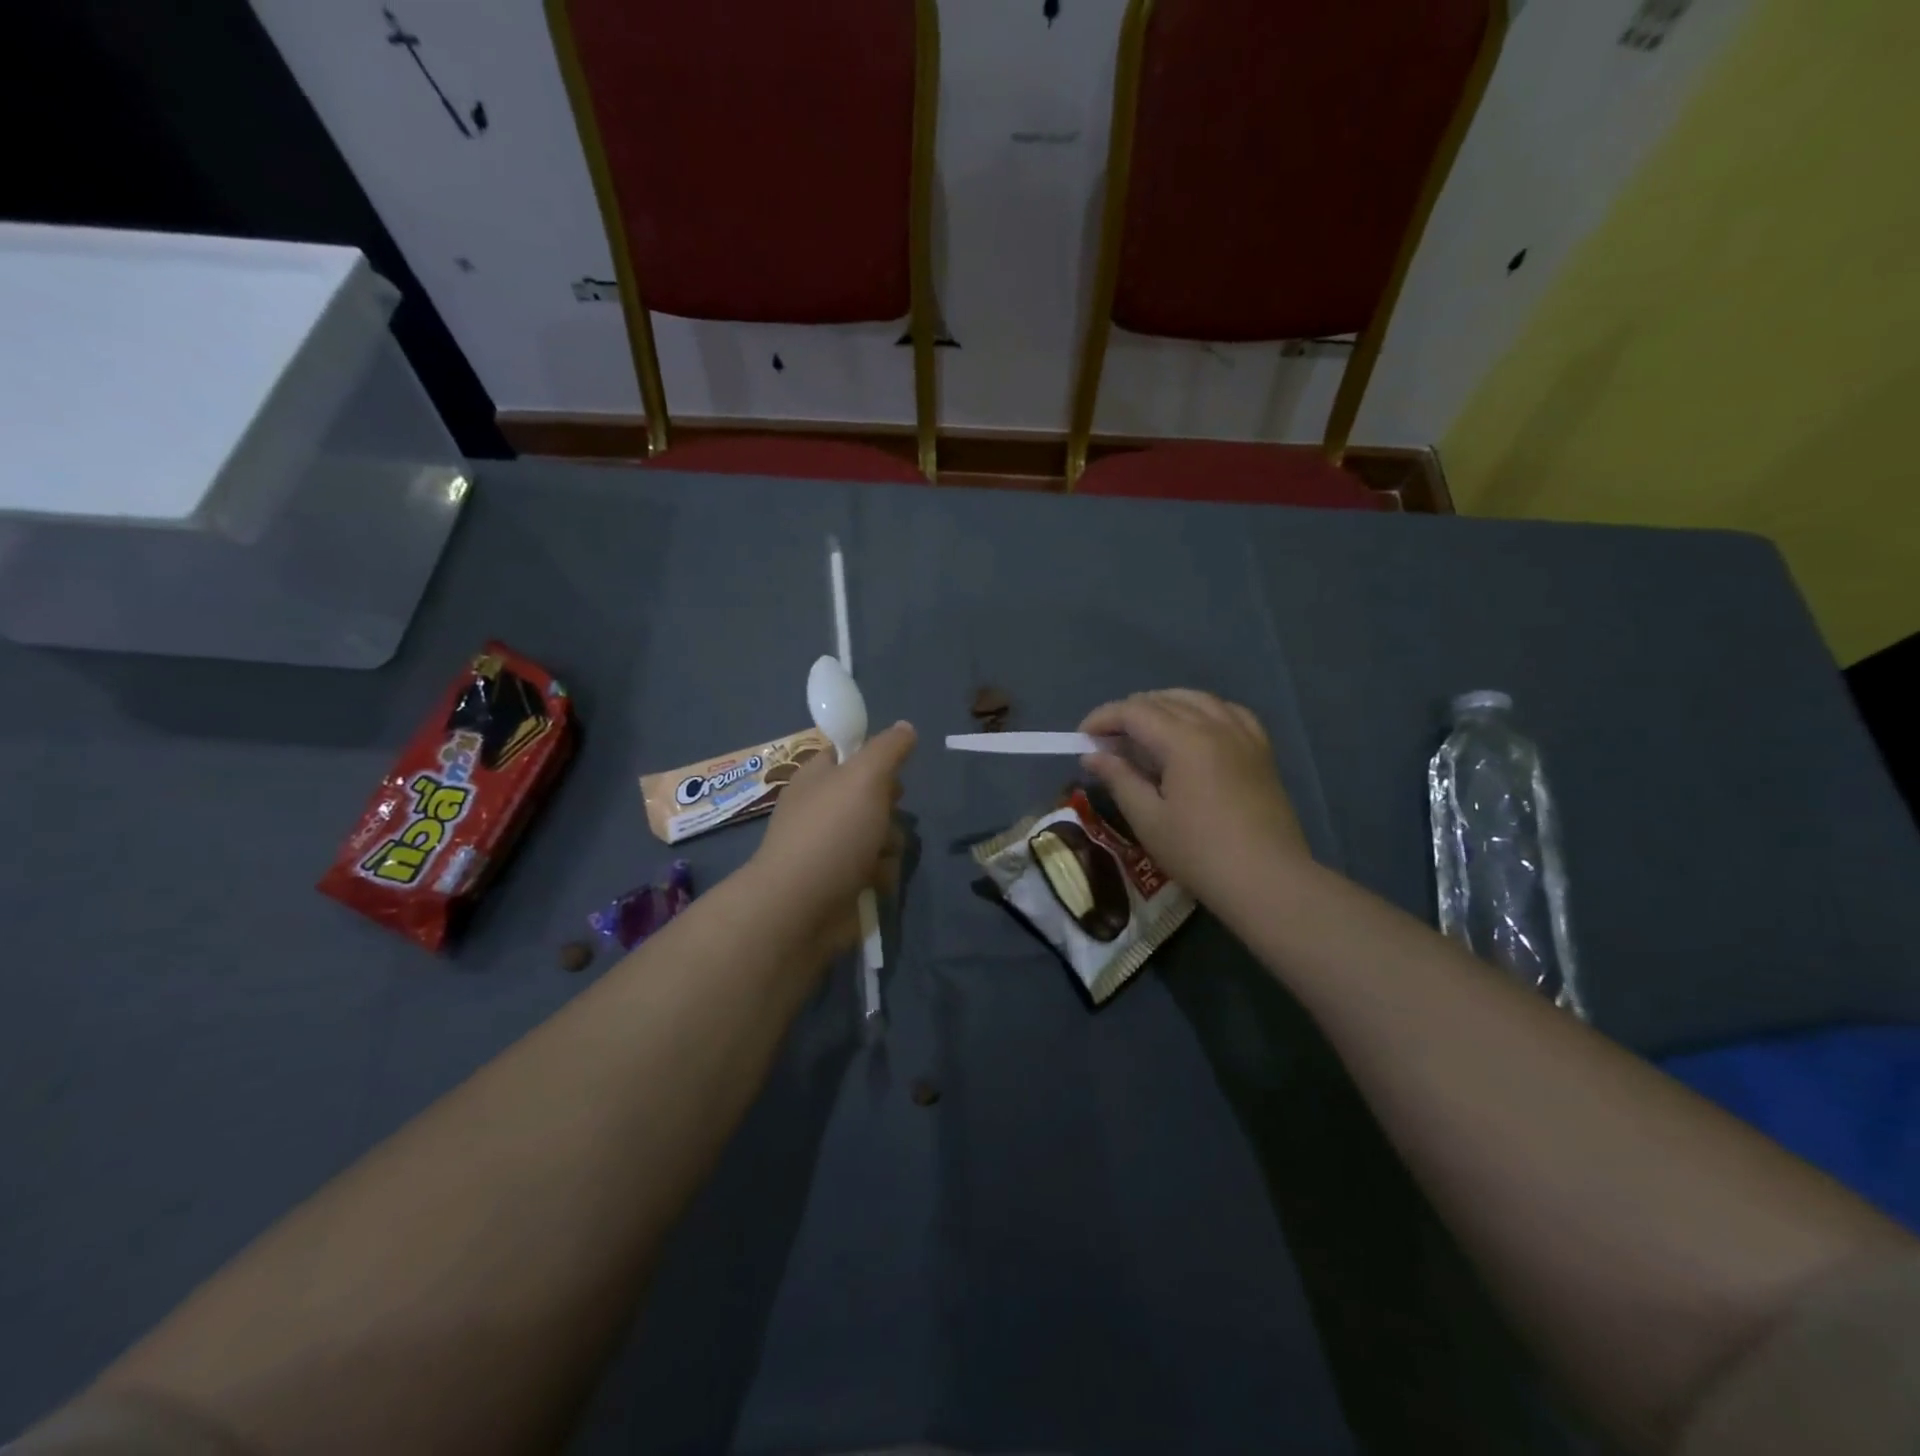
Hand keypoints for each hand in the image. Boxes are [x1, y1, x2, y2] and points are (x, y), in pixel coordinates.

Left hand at [748, 721, 915, 959]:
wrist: (801, 908)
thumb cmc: (831, 833)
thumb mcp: (864, 777)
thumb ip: (888, 749)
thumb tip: (906, 727)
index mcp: (817, 777)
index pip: (847, 753)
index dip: (872, 756)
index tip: (889, 769)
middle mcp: (822, 809)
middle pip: (872, 795)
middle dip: (889, 806)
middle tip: (886, 811)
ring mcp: (832, 847)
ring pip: (881, 833)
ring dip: (889, 844)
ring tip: (878, 855)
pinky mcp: (843, 881)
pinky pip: (877, 868)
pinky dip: (881, 875)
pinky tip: (875, 882)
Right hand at [1078, 690, 1308, 903]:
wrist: (1267, 879)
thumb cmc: (1199, 853)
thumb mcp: (1148, 819)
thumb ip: (1119, 779)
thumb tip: (1093, 756)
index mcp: (1185, 740)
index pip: (1134, 711)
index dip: (1103, 718)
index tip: (1082, 737)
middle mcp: (1215, 725)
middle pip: (1163, 701)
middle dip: (1129, 713)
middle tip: (1107, 740)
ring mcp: (1243, 735)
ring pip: (1197, 699)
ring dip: (1164, 706)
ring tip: (1145, 730)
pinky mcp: (1261, 750)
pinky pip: (1228, 712)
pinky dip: (1203, 711)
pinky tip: (1195, 728)